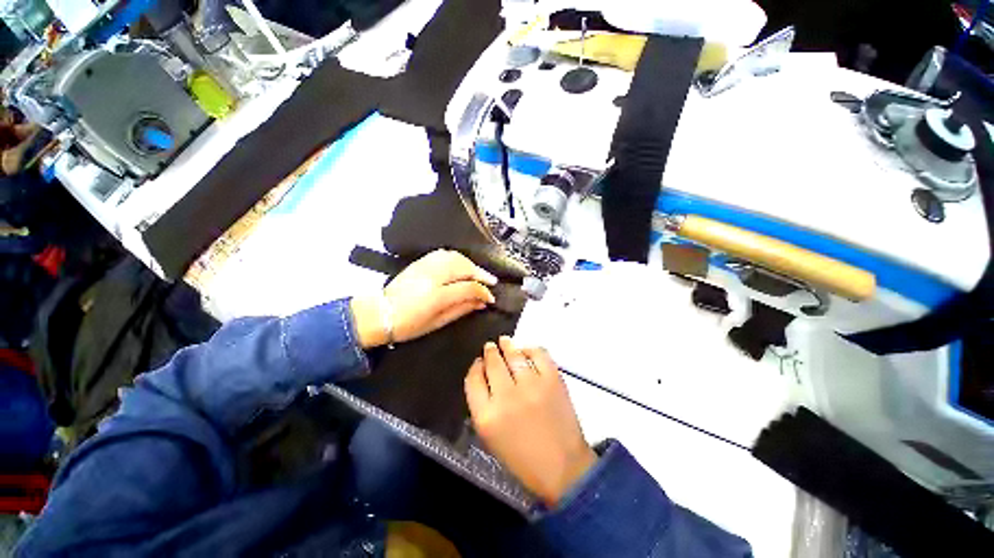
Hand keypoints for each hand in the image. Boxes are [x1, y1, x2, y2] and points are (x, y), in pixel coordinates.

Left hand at [350, 250, 497, 347]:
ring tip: (478, 273)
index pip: (469, 287)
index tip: (490, 298)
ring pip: (455, 257)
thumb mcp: (438, 322)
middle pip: (464, 267)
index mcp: (437, 296)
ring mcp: (425, 267)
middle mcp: (432, 277)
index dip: (484, 292)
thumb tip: (481, 303)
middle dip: (481, 274)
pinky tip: (462, 264)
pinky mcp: (419, 262)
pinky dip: (457, 257)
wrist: (379, 313)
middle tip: (491, 281)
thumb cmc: (408, 325)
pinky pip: (443, 254)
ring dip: (471, 264)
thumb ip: (462, 310)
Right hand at [464, 337, 596, 506]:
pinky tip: (526, 351)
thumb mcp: (491, 438)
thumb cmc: (523, 459)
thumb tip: (483, 375)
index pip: (473, 380)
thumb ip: (482, 406)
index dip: (475, 367)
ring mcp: (531, 385)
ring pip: (513, 354)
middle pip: (492, 363)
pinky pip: (538, 353)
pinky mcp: (552, 379)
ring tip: (504, 341)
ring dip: (507, 345)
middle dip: (490, 352)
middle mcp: (506, 396)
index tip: (478, 362)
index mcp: (487, 416)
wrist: (563, 468)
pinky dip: (531, 349)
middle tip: (490, 346)